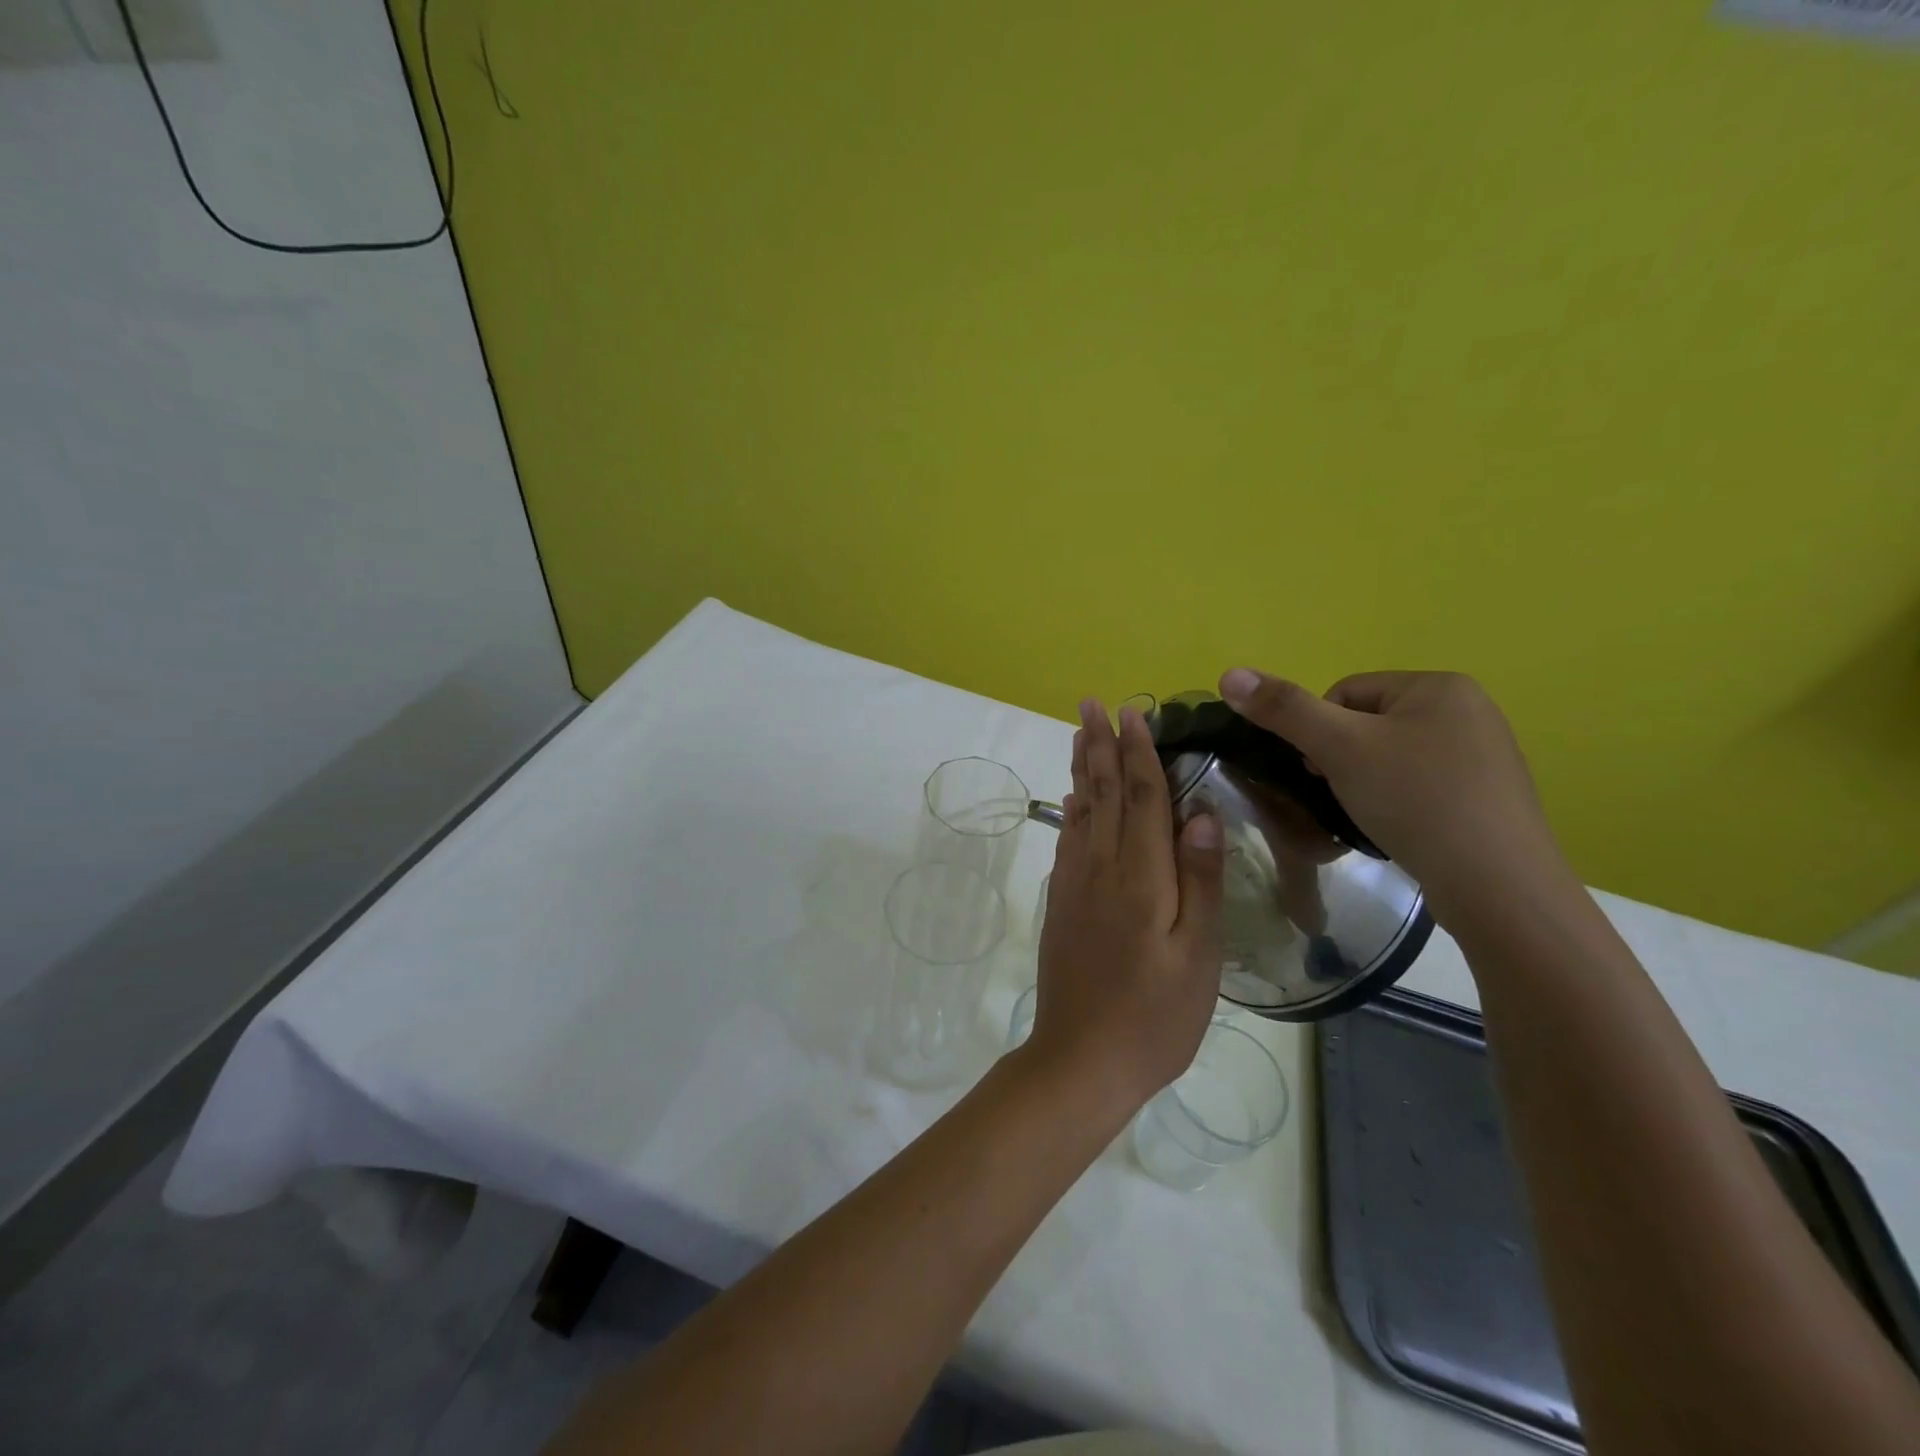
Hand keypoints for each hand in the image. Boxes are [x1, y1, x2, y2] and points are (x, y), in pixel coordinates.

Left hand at [1025, 699, 1224, 1115]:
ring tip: (1080, 735)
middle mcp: (1100, 868)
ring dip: (1082, 769)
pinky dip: (1071, 811)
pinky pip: (1068, 841)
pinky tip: (1072, 801)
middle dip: (1100, 745)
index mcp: (1140, 876)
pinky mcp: (1061, 903)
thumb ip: (1199, 880)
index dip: (1139, 753)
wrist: (1080, 1060)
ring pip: (1080, 811)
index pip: (1142, 798)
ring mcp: (1074, 884)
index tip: (1133, 713)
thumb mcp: (1196, 954)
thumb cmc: (1154, 1016)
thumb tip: (1201, 812)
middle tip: (1091, 704)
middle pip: (1103, 793)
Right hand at [1218, 669, 1575, 927]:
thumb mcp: (1340, 748)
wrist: (1498, 886)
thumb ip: (1283, 709)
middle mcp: (1469, 710)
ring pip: (1391, 758)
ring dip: (1366, 782)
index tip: (1324, 772)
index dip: (1320, 732)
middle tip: (1344, 795)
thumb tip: (1229, 673)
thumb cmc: (1416, 800)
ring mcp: (1484, 756)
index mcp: (1439, 685)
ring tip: (1371, 816)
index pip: (1345, 693)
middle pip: (1368, 724)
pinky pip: (1420, 786)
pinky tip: (1399, 829)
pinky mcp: (1488, 797)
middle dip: (1343, 759)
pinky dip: (1398, 803)